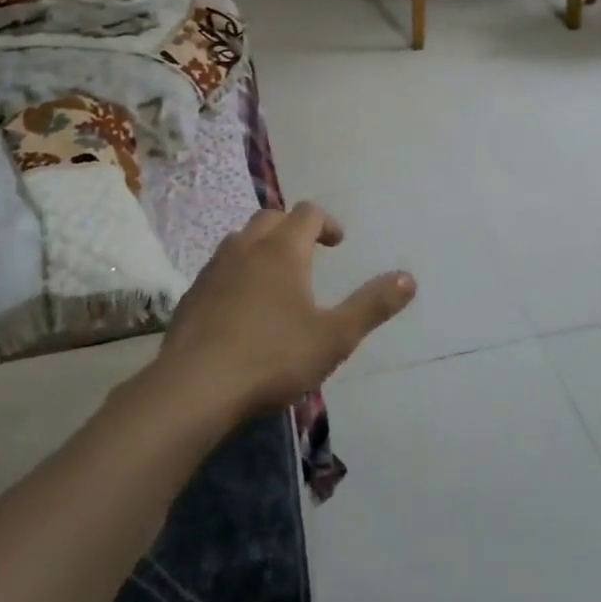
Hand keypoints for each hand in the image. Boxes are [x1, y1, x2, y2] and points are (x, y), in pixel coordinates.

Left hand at [158, 203, 415, 419]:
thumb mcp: (334, 337)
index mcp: (283, 249)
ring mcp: (214, 269)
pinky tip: (240, 308)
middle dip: (293, 229)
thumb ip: (372, 305)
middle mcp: (246, 247)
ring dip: (261, 247)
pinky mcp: (191, 295)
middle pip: (271, 218)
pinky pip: (219, 269)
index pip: (308, 213)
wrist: (195, 388)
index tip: (338, 243)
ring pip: (240, 240)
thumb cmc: (272, 357)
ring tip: (275, 278)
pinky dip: (236, 274)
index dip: (327, 222)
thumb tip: (409, 277)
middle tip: (308, 254)